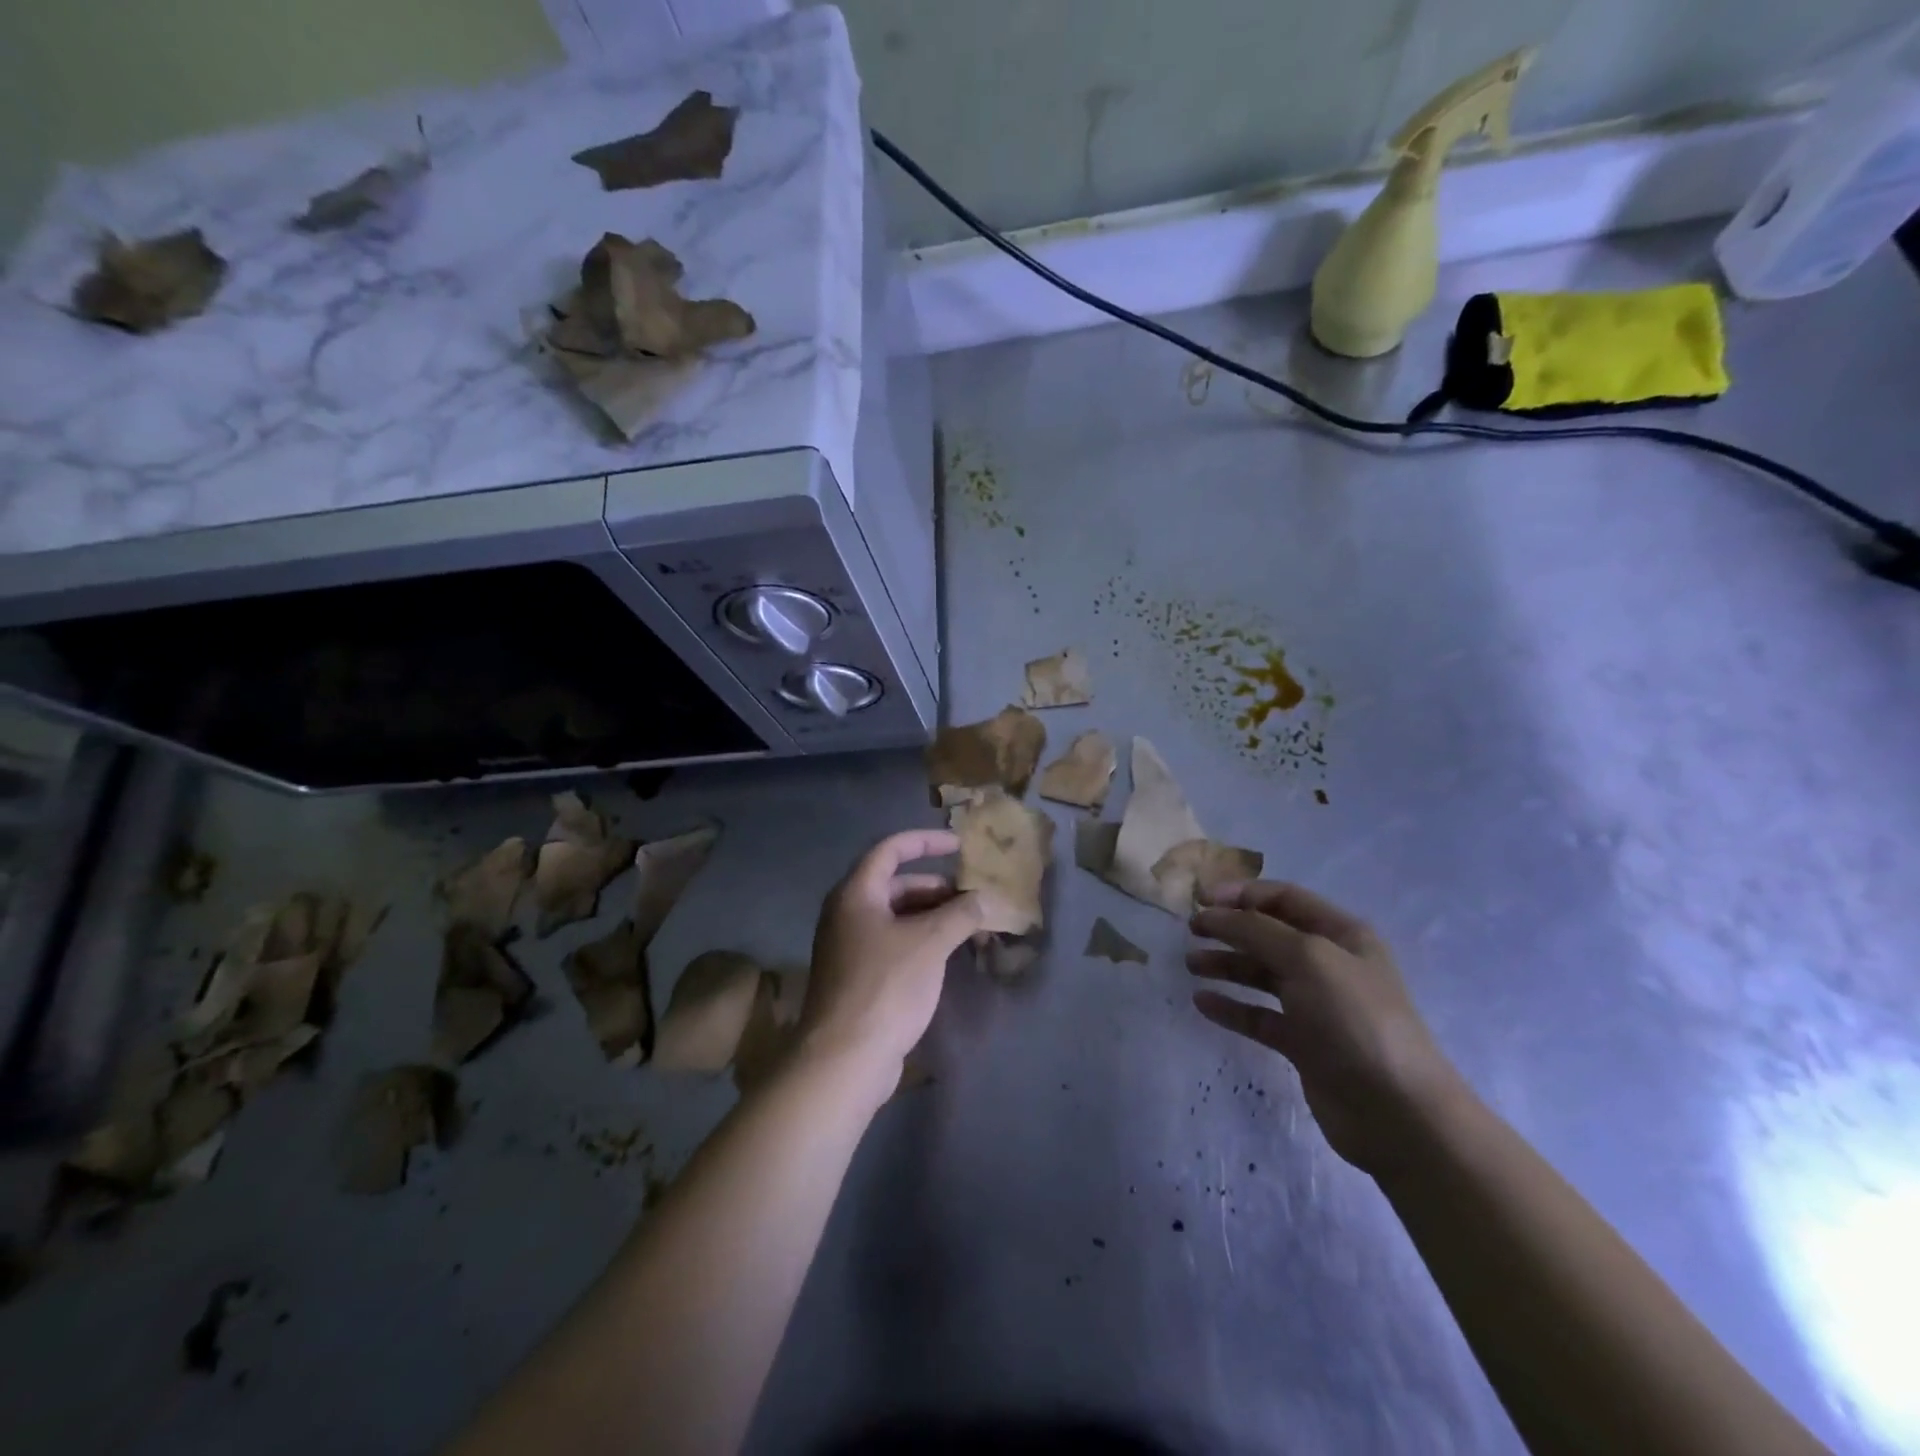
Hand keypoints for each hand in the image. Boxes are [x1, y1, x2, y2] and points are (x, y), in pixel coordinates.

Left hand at [800, 829, 983, 1090]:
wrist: (844, 1058)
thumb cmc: (885, 986)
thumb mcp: (930, 943)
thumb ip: (961, 914)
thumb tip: (988, 898)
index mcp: (856, 894)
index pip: (891, 849)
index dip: (926, 842)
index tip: (959, 846)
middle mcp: (848, 913)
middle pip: (896, 885)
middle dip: (936, 888)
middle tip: (972, 899)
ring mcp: (850, 947)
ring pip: (897, 917)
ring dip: (932, 917)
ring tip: (969, 928)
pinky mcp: (858, 976)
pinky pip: (894, 943)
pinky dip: (921, 941)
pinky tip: (948, 955)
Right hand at [1188, 881, 1461, 1174]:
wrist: (1396, 1112)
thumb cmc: (1355, 1019)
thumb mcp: (1307, 958)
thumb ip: (1256, 930)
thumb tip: (1215, 914)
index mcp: (1341, 934)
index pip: (1284, 898)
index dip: (1241, 894)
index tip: (1200, 900)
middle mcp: (1329, 964)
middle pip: (1269, 935)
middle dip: (1229, 928)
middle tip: (1190, 932)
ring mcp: (1317, 1005)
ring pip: (1262, 974)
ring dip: (1226, 965)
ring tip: (1191, 965)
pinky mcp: (1304, 1043)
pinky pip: (1259, 1016)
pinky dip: (1232, 1007)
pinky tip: (1203, 1003)